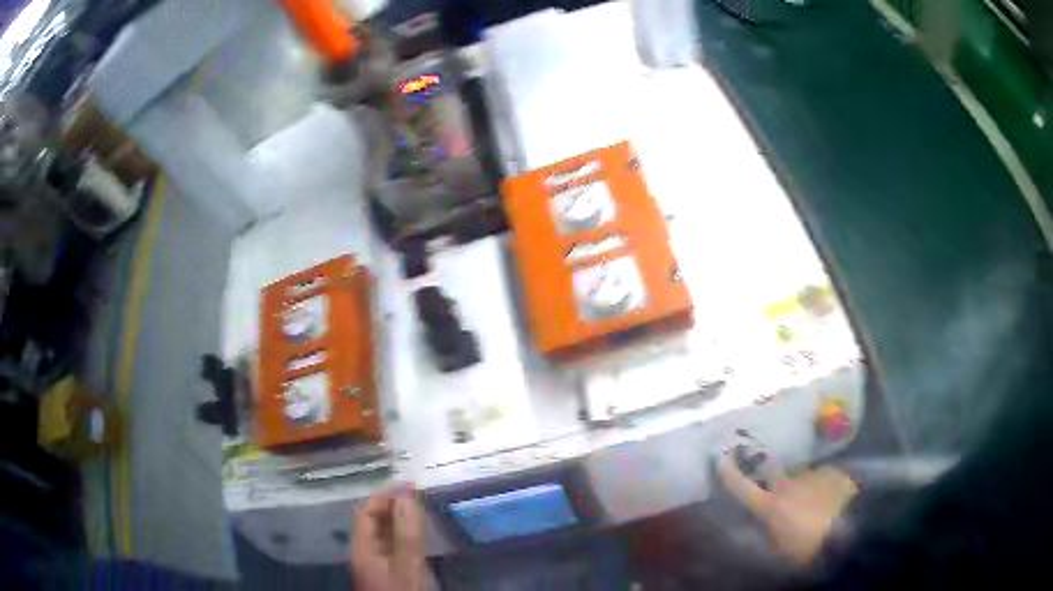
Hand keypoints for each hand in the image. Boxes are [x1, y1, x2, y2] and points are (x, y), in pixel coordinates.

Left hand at [350, 486, 426, 590]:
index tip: (408, 484)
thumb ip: (406, 534)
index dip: (386, 495)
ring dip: (401, 518)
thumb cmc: (398, 590)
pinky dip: (406, 534)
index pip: (367, 512)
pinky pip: (395, 545)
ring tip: (421, 506)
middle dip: (394, 504)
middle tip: (418, 492)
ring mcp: (377, 561)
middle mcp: (366, 550)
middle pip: (375, 521)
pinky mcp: (389, 571)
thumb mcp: (405, 564)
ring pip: (386, 533)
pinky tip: (419, 533)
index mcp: (362, 546)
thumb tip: (406, 496)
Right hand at [717, 453, 857, 564]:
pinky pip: (822, 478)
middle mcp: (788, 484)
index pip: (742, 486)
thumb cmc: (809, 547)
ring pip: (801, 478)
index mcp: (770, 505)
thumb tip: (759, 527)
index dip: (729, 473)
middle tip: (781, 495)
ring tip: (814, 506)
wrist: (852, 529)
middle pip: (774, 474)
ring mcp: (812, 475)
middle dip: (772, 480)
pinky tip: (831, 501)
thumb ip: (766, 536)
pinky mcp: (833, 472)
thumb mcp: (780, 552)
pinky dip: (822, 488)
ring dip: (802, 488)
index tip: (718, 458)